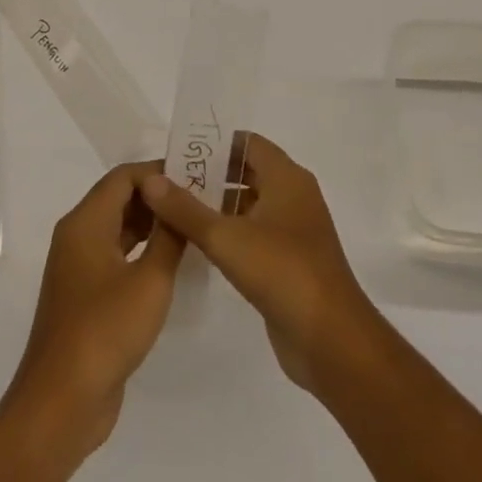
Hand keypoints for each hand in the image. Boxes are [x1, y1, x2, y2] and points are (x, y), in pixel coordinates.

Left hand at [2, 161, 184, 464]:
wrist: (61, 403)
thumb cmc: (105, 331)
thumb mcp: (150, 281)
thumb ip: (168, 236)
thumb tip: (178, 201)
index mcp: (85, 223)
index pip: (124, 177)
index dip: (159, 171)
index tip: (196, 176)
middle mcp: (77, 237)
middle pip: (120, 199)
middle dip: (158, 196)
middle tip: (201, 198)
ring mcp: (79, 268)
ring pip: (119, 228)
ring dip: (152, 224)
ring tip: (194, 224)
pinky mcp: (86, 295)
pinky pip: (117, 256)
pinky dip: (143, 250)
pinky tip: (173, 260)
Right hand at [140, 133, 380, 395]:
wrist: (330, 338)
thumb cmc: (282, 272)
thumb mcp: (226, 238)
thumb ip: (186, 209)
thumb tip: (151, 180)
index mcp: (287, 178)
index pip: (247, 143)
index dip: (214, 143)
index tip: (178, 153)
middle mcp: (293, 195)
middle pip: (247, 171)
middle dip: (210, 174)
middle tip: (168, 182)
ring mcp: (293, 229)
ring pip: (250, 204)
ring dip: (218, 204)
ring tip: (174, 210)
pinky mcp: (289, 260)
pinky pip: (255, 232)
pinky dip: (230, 232)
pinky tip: (198, 243)